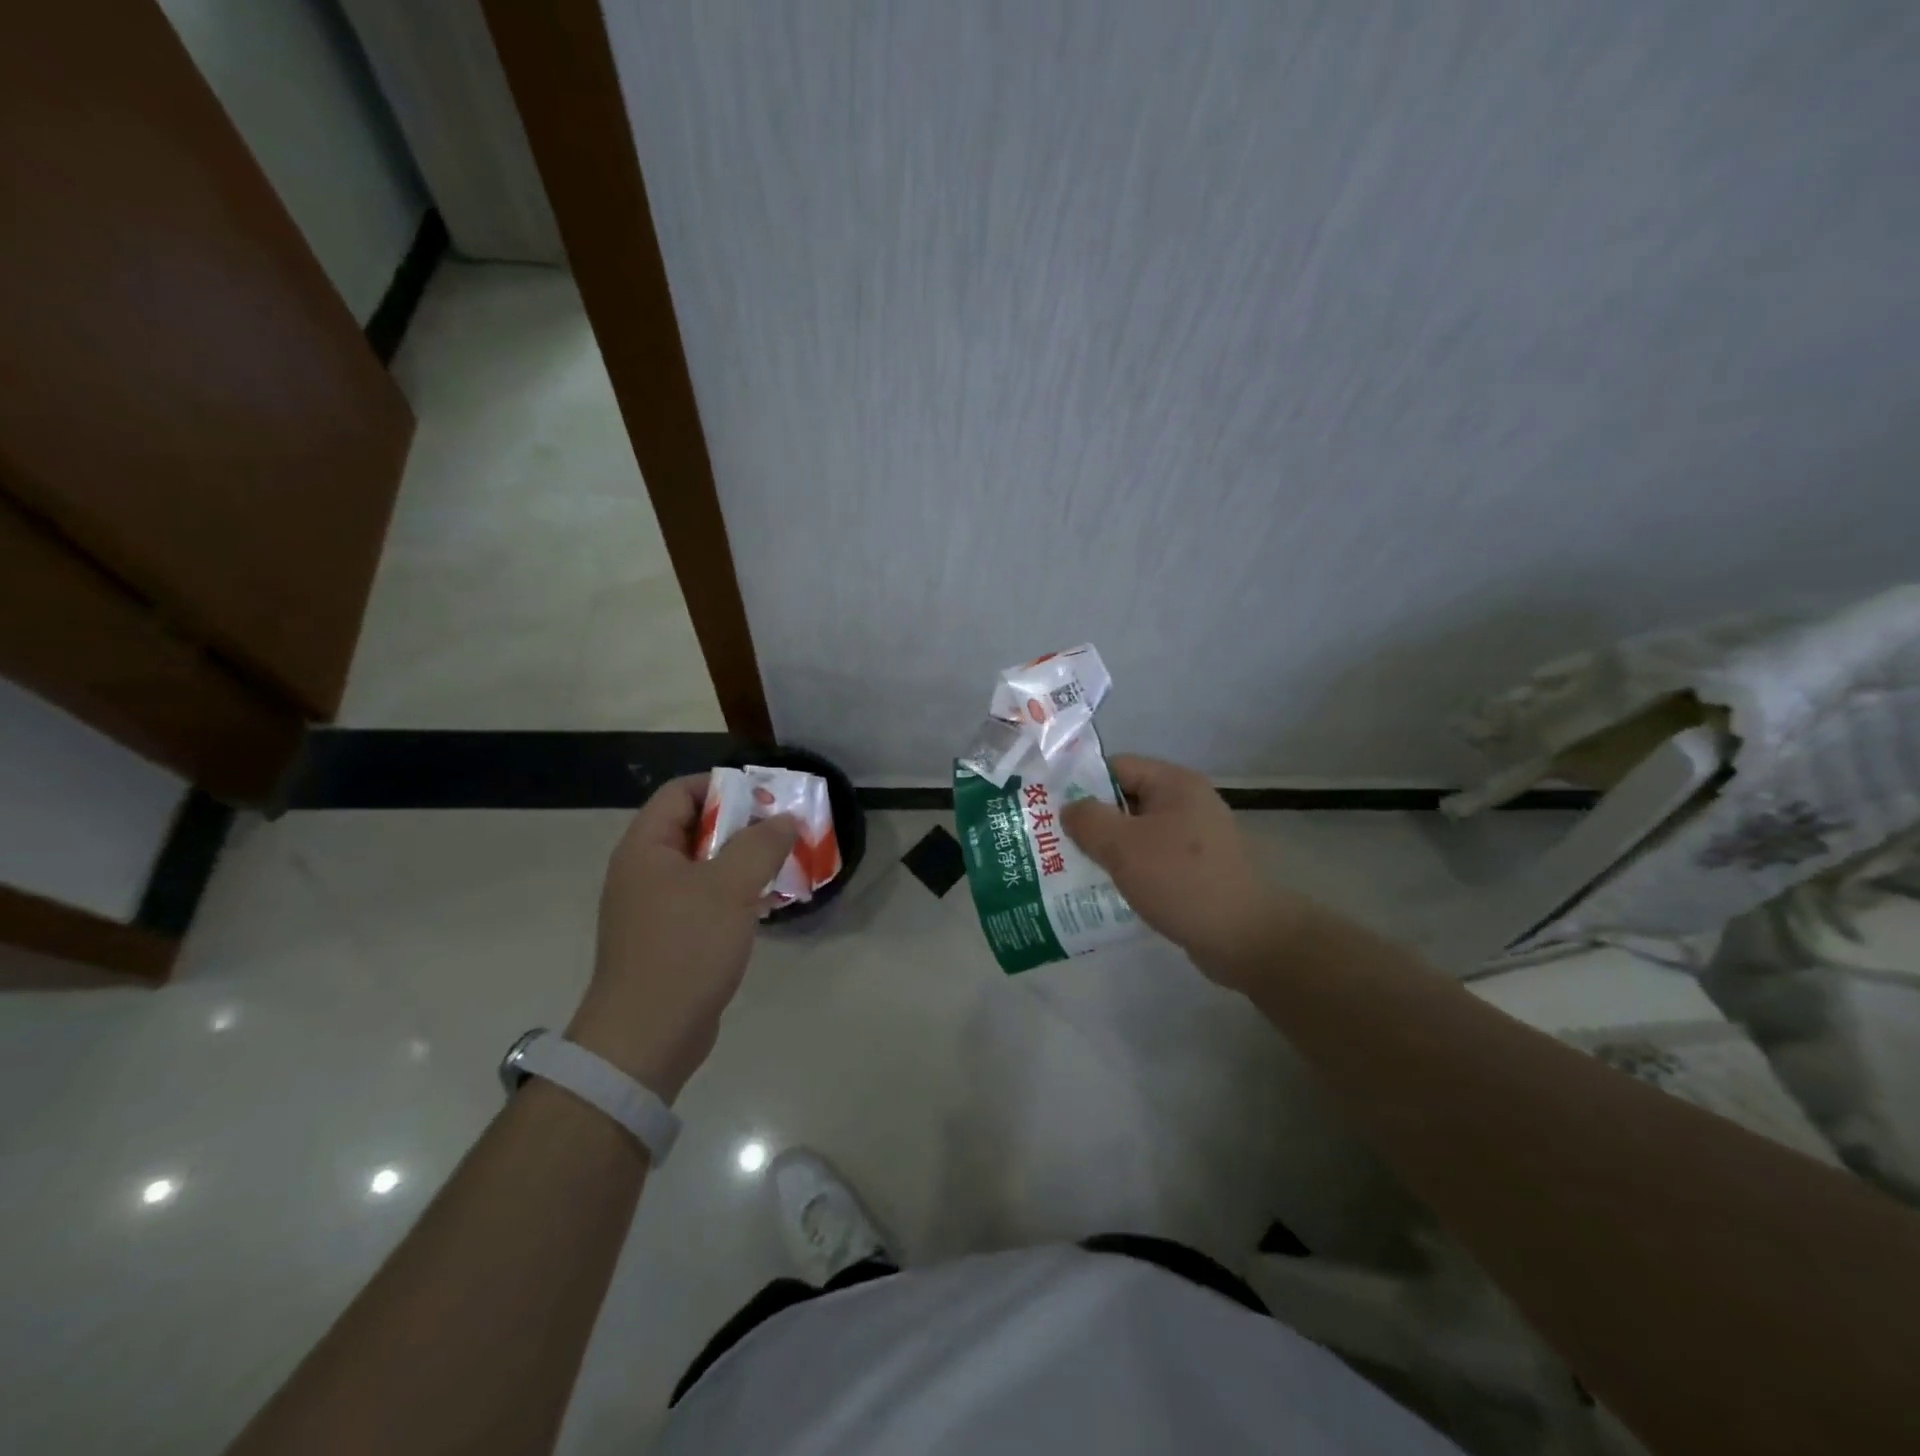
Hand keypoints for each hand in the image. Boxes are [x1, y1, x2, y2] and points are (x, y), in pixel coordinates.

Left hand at [567, 775, 797, 1100]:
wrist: (647, 1038)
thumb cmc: (685, 949)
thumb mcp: (730, 887)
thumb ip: (761, 844)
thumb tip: (784, 819)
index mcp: (646, 848)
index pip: (680, 792)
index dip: (722, 786)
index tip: (765, 797)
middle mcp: (644, 871)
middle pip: (695, 827)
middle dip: (743, 824)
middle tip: (784, 831)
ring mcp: (655, 907)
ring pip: (705, 866)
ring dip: (744, 861)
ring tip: (785, 864)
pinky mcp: (670, 939)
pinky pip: (706, 900)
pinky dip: (736, 894)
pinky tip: (767, 903)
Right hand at [1059, 755, 1308, 989]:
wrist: (1244, 937)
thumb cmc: (1181, 880)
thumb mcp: (1123, 846)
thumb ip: (1088, 820)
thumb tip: (1071, 808)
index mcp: (1175, 783)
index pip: (1117, 766)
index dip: (1082, 783)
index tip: (1052, 810)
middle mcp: (1188, 802)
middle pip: (1126, 800)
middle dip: (1092, 821)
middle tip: (1056, 842)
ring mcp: (1196, 838)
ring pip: (1137, 833)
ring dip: (1108, 849)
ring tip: (1073, 868)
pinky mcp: (1198, 869)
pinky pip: (1153, 859)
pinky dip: (1130, 870)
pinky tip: (1107, 889)